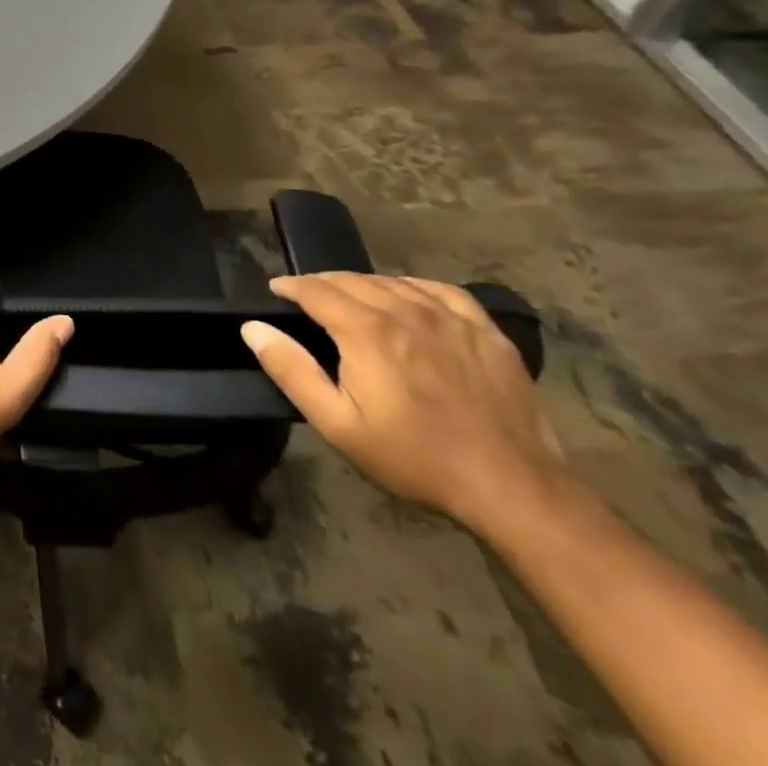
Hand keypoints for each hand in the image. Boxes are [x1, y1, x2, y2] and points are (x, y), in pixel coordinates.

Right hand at [242, 272, 568, 532]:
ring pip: (392, 282)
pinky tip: (408, 297)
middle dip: (322, 283)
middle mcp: (404, 310)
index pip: (315, 289)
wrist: (514, 487)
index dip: (290, 286)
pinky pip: (440, 290)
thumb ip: (292, 371)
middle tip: (308, 297)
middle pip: (351, 279)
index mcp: (366, 330)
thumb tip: (253, 327)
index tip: (277, 290)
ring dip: (363, 284)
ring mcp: (450, 318)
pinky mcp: (485, 331)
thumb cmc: (415, 457)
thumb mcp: (339, 425)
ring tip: (351, 298)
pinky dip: (412, 286)